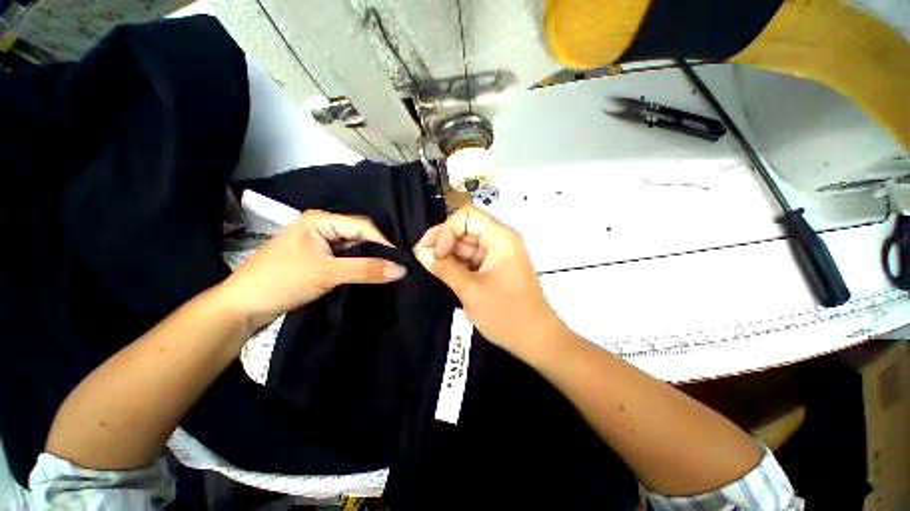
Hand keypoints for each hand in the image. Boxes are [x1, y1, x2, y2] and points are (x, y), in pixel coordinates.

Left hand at [219, 210, 405, 329]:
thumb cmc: (282, 281)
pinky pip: (346, 258)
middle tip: (398, 265)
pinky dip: (359, 265)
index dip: (383, 242)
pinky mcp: (319, 258)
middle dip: (378, 250)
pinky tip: (371, 272)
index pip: (362, 226)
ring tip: (389, 269)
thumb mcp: (328, 274)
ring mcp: (320, 243)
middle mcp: (322, 226)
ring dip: (369, 258)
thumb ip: (366, 270)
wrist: (242, 307)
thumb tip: (402, 269)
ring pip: (354, 247)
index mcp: (321, 220)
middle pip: (359, 235)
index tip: (401, 260)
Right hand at [413, 206, 564, 358]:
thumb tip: (421, 252)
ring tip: (434, 270)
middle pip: (465, 229)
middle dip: (443, 242)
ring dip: (449, 255)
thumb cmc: (507, 314)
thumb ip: (444, 268)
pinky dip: (457, 265)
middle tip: (424, 259)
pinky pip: (472, 259)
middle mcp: (500, 240)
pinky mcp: (494, 268)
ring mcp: (498, 255)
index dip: (447, 230)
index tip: (436, 253)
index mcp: (500, 237)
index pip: (467, 216)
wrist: (536, 340)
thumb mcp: (470, 289)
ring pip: (466, 245)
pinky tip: (446, 274)